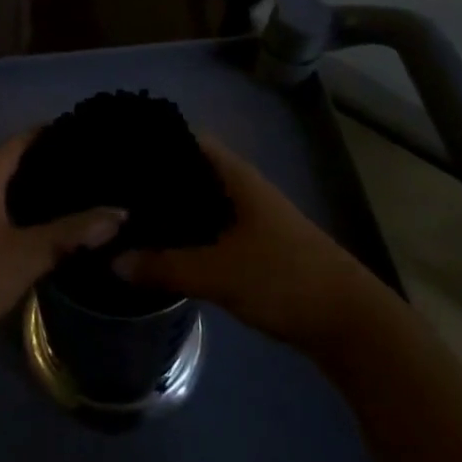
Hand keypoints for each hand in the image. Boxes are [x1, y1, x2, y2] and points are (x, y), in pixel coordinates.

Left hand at [0, 133, 125, 358]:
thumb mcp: (25, 254)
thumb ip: (72, 233)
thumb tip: (120, 212)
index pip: (29, 138)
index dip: (62, 134)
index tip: (98, 139)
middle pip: (20, 163)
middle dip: (57, 168)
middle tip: (102, 172)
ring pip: (11, 192)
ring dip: (42, 196)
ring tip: (87, 199)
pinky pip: (2, 214)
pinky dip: (27, 216)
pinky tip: (53, 232)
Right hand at [115, 136, 373, 357]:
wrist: (349, 321)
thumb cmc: (284, 278)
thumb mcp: (218, 273)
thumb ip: (164, 266)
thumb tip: (113, 261)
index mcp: (235, 177)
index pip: (188, 140)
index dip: (155, 141)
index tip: (116, 150)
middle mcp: (242, 188)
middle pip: (191, 172)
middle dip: (155, 180)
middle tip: (112, 191)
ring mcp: (250, 217)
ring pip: (201, 203)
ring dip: (171, 210)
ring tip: (127, 217)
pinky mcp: (255, 246)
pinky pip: (211, 228)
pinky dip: (187, 233)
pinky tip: (162, 249)